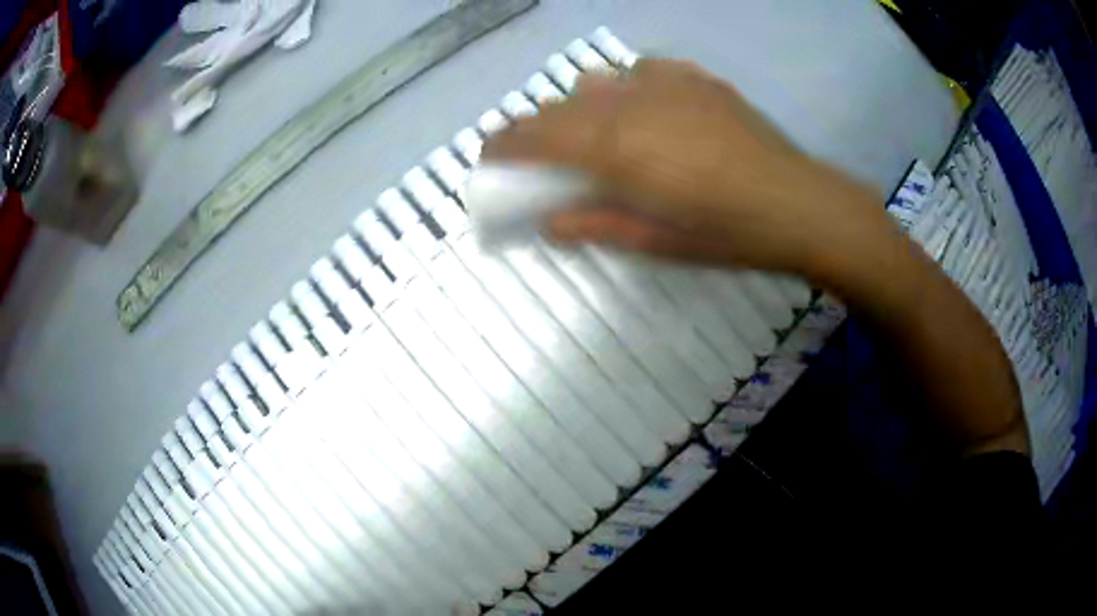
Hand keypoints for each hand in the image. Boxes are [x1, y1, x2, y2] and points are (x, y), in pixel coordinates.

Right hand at [483, 59, 891, 280]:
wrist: (798, 203)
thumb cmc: (727, 233)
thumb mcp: (656, 242)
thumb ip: (596, 224)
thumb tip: (550, 221)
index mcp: (615, 147)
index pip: (536, 135)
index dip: (504, 145)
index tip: (490, 158)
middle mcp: (630, 103)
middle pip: (561, 106)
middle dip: (539, 130)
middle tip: (543, 157)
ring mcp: (666, 83)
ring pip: (597, 82)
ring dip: (583, 107)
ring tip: (600, 133)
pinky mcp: (696, 78)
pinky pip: (643, 70)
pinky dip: (630, 88)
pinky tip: (648, 108)